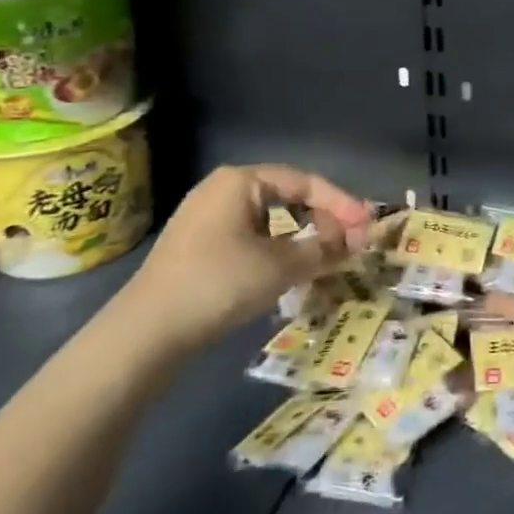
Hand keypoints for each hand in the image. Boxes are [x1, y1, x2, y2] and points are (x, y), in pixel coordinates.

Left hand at [116, 163, 370, 360]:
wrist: (146, 332)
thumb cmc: (219, 283)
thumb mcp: (281, 266)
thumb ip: (325, 249)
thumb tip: (357, 240)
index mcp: (240, 181)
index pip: (305, 182)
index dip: (341, 203)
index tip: (367, 225)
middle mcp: (222, 189)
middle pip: (287, 196)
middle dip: (322, 219)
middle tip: (350, 241)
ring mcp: (205, 217)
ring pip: (270, 219)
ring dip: (301, 236)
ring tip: (326, 257)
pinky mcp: (197, 246)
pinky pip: (250, 235)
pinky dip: (276, 248)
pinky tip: (288, 269)